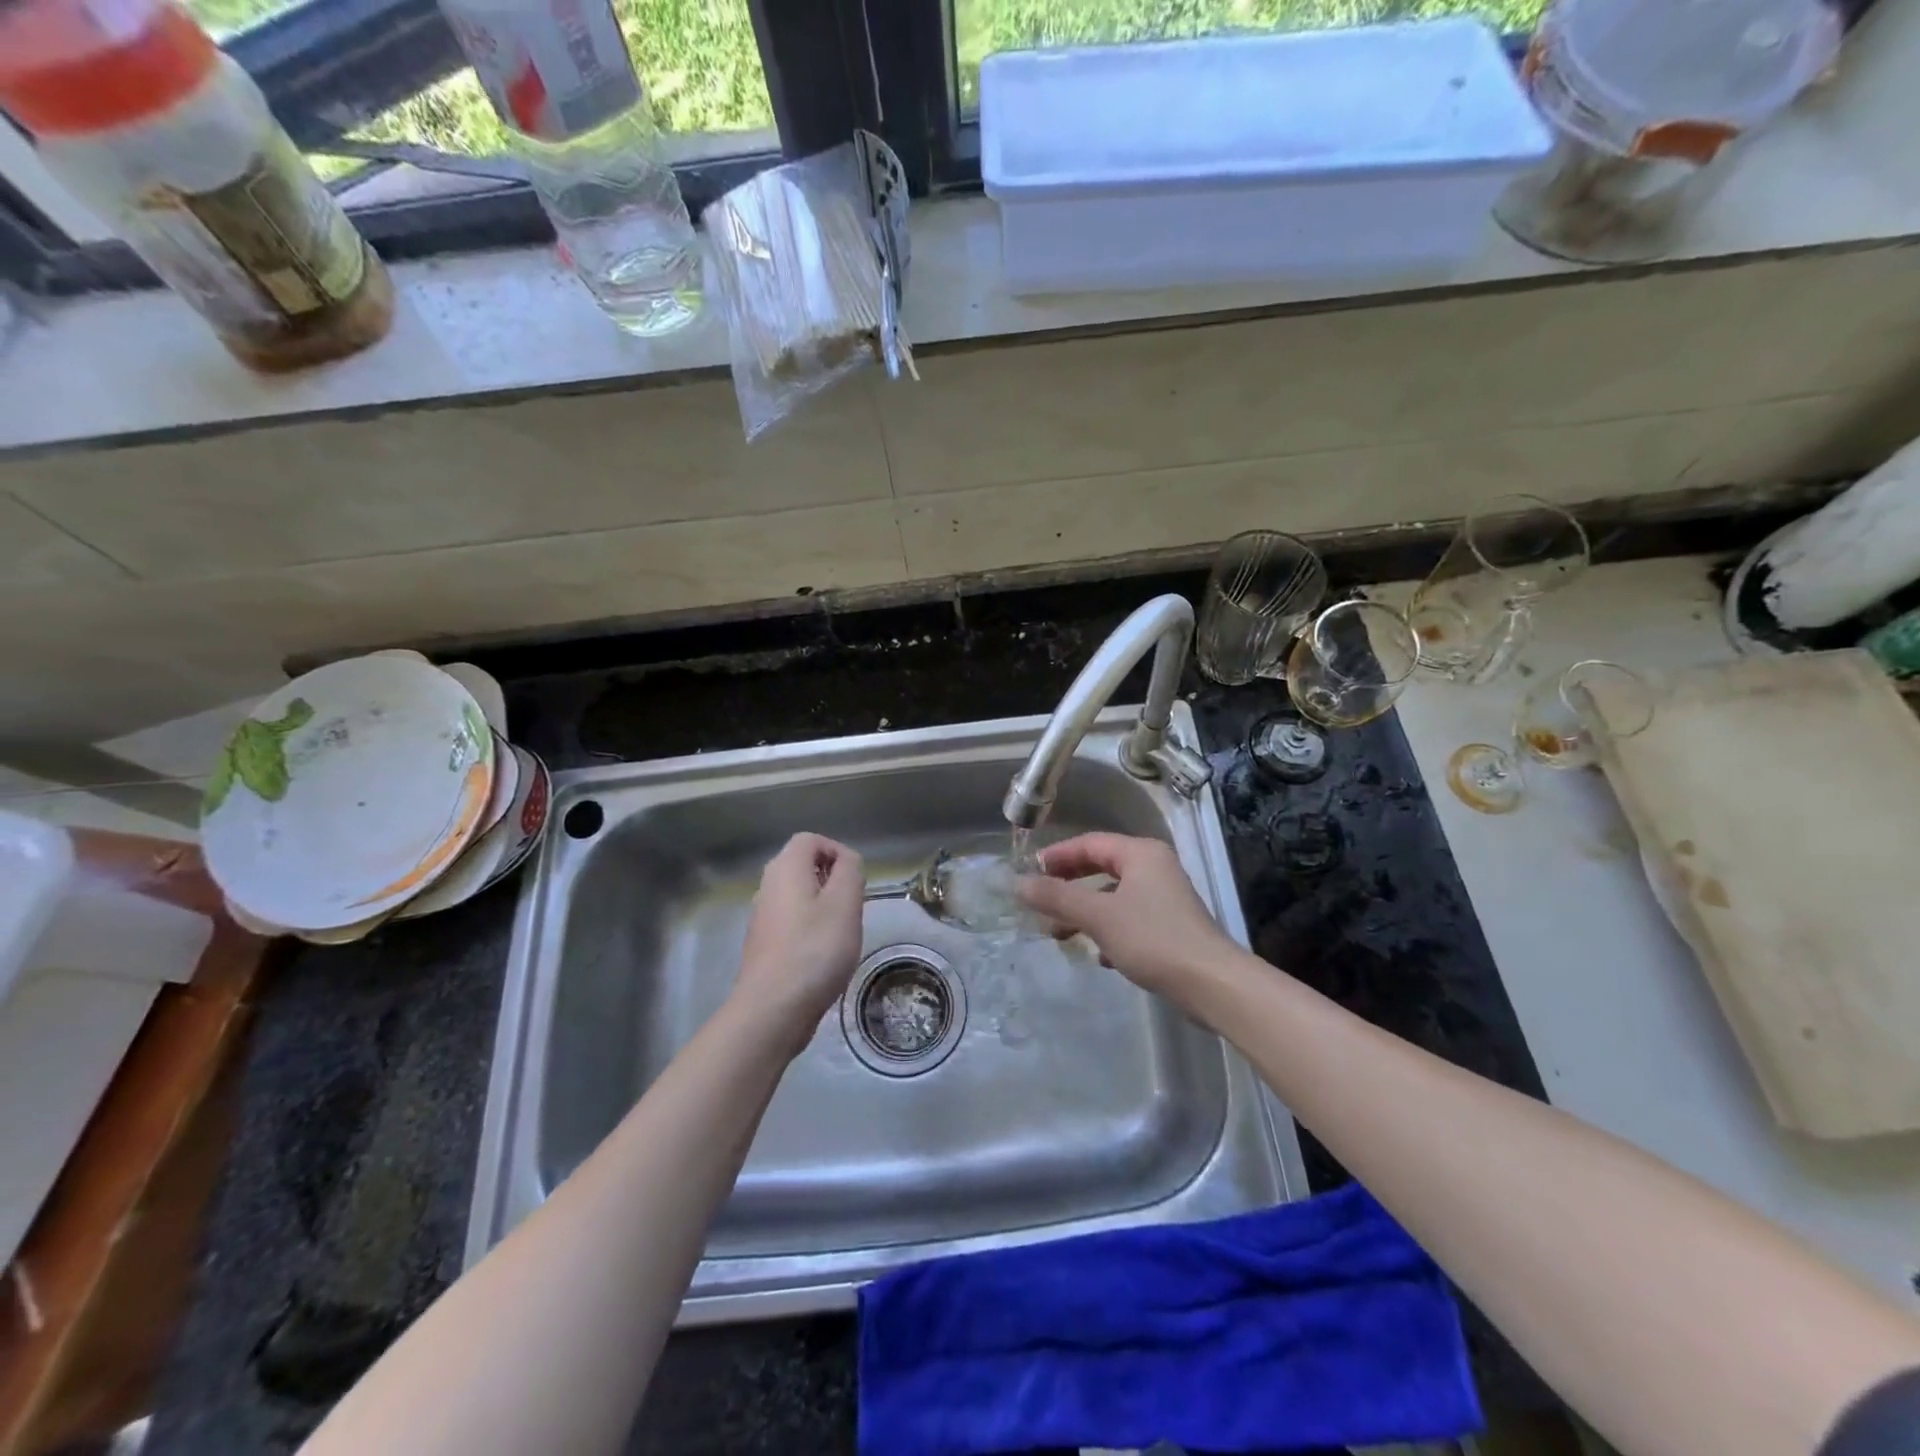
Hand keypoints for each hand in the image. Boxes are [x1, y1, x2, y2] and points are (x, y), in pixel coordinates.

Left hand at [734, 833, 864, 1054]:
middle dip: (833, 880)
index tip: (856, 879)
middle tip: (852, 907)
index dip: (837, 851)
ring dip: (823, 907)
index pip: (810, 840)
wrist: (773, 1008)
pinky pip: (791, 922)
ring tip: (841, 933)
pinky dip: (810, 930)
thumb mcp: (845, 903)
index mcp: (785, 869)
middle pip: (803, 867)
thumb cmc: (815, 949)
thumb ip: (850, 871)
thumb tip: (846, 861)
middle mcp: (768, 886)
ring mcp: (762, 917)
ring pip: (799, 896)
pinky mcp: (763, 945)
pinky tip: (823, 957)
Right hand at [1017, 832, 1233, 1001]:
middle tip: (1039, 902)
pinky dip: (1108, 930)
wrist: (1212, 984)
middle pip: (1101, 868)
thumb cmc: (1152, 938)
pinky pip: (1129, 918)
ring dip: (1084, 912)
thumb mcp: (1098, 915)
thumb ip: (1057, 897)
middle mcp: (1154, 868)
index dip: (1057, 856)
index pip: (1090, 843)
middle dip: (1068, 887)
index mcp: (1140, 854)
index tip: (1029, 873)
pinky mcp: (1170, 926)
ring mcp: (1165, 898)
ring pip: (1113, 897)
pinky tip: (1099, 956)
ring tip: (1059, 935)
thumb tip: (1018, 884)